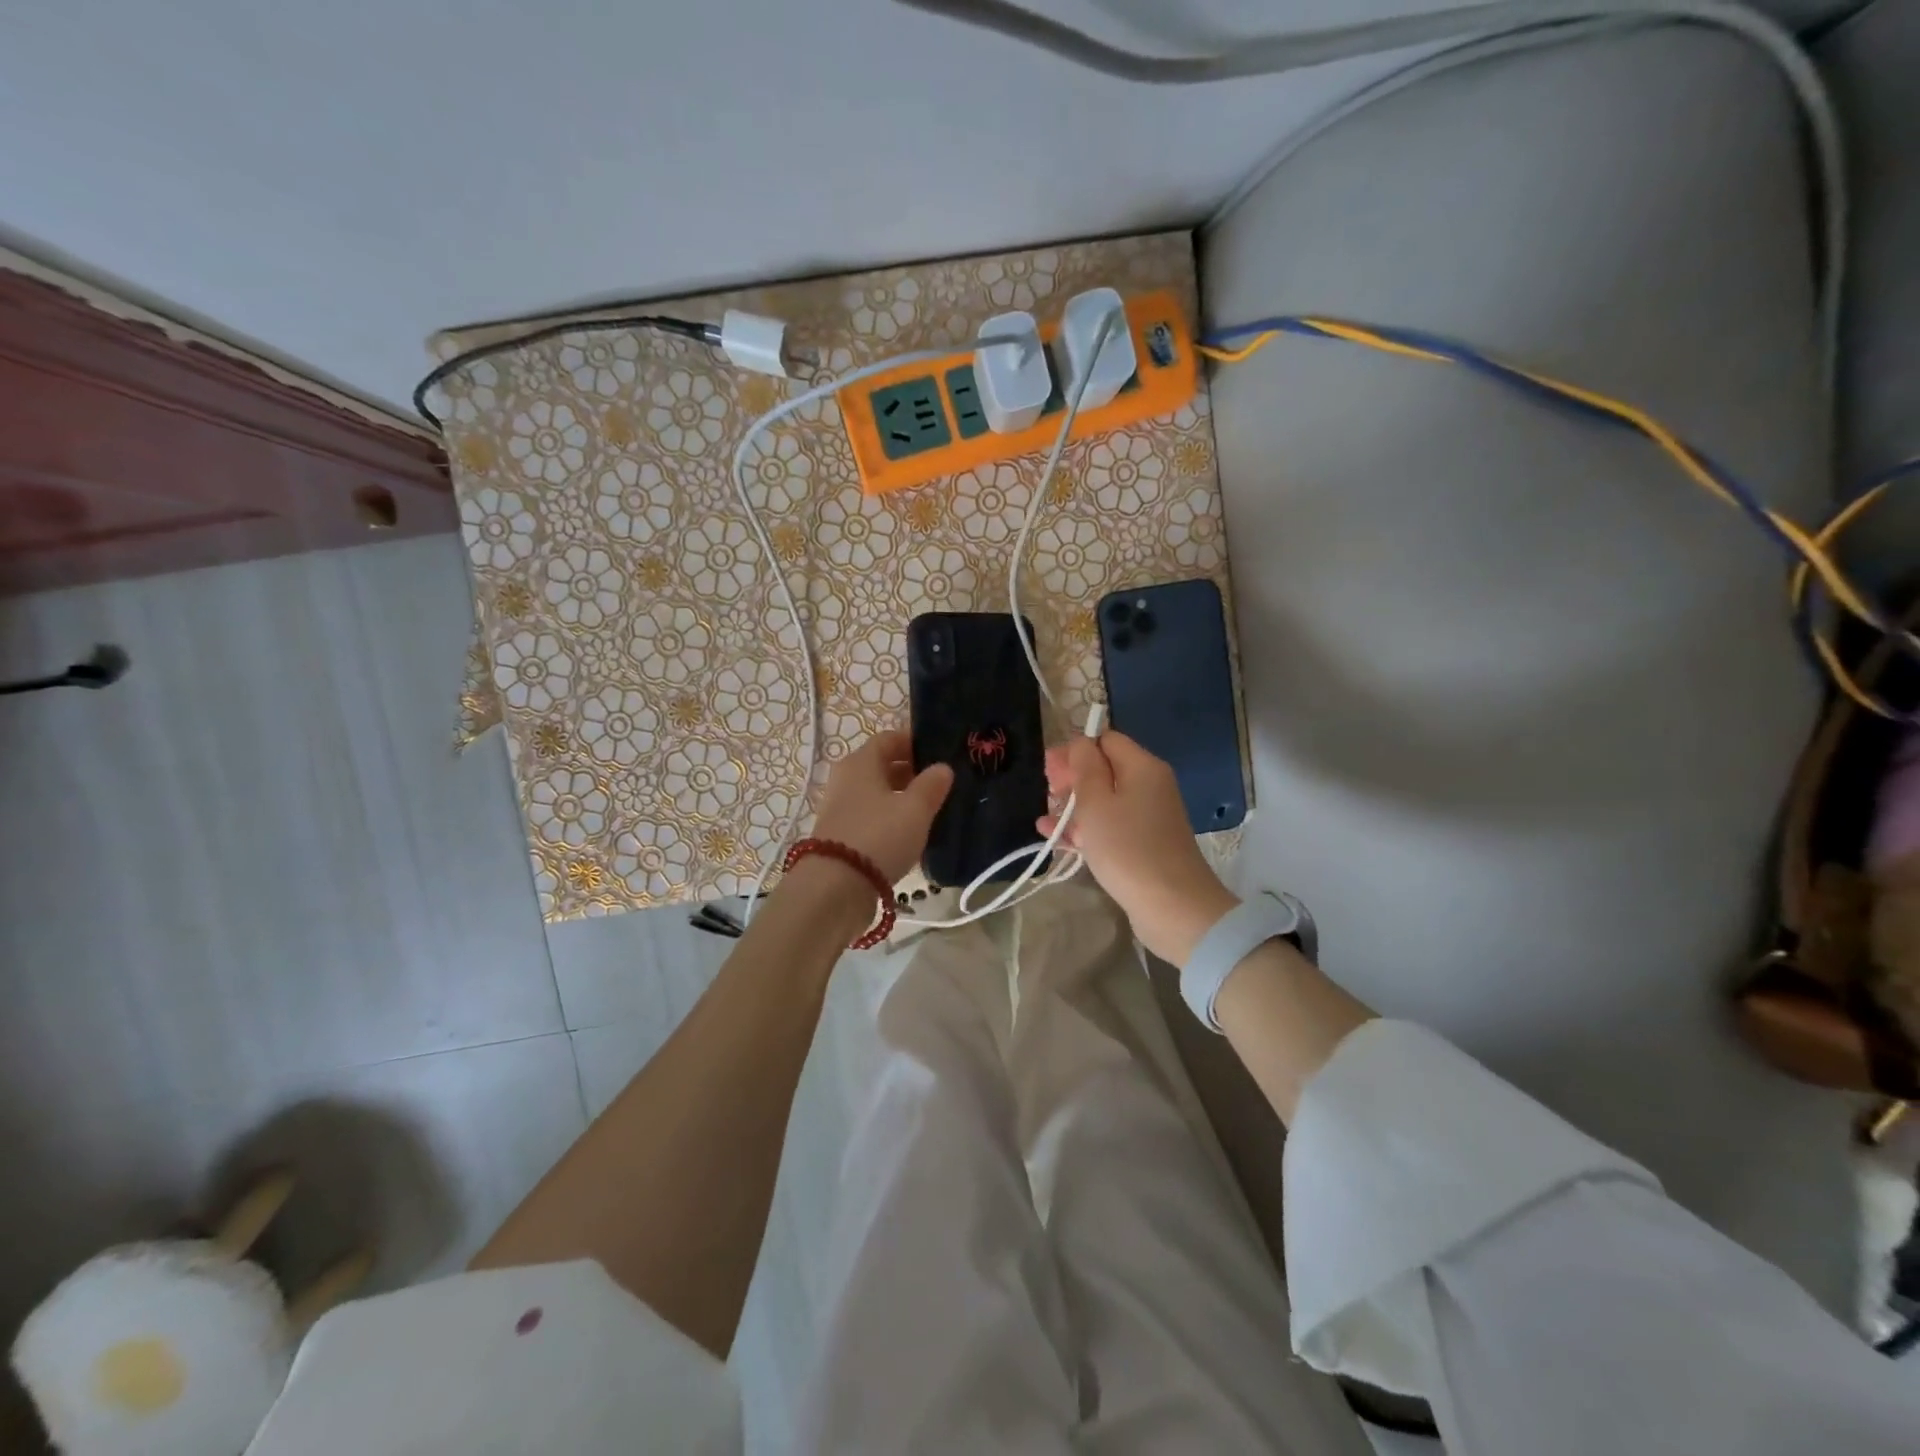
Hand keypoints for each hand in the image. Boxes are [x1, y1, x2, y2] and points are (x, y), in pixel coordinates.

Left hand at [810, 729, 953, 885]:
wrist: (835, 888)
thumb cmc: (879, 836)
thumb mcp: (915, 809)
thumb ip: (932, 785)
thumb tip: (943, 768)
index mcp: (860, 762)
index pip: (889, 738)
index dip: (915, 742)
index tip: (941, 754)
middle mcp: (845, 779)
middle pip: (882, 766)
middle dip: (911, 772)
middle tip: (941, 784)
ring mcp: (839, 808)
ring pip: (877, 793)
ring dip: (901, 798)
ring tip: (931, 811)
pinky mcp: (840, 835)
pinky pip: (870, 817)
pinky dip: (890, 819)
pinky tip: (909, 834)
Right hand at [1040, 731, 1236, 964]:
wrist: (1172, 907)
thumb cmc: (1127, 848)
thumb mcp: (1096, 803)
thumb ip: (1084, 767)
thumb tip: (1080, 744)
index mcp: (1142, 767)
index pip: (1105, 740)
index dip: (1074, 750)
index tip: (1048, 771)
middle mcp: (1149, 785)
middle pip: (1104, 769)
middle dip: (1072, 779)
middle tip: (1046, 794)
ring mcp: (1147, 816)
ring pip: (1104, 800)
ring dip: (1073, 807)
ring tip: (1045, 821)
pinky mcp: (1142, 844)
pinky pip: (1109, 825)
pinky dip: (1085, 828)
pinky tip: (1055, 837)